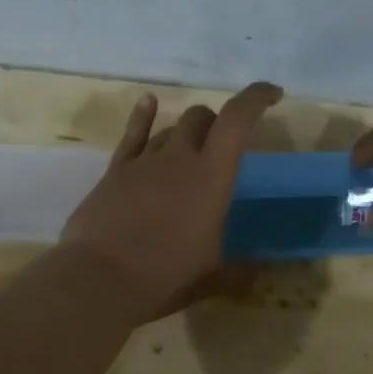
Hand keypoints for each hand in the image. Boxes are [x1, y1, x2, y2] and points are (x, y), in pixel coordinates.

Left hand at [59, 82, 282, 320]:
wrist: (99, 280)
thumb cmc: (165, 276)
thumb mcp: (211, 277)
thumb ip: (238, 272)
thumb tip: (256, 273)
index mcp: (212, 177)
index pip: (237, 120)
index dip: (256, 98)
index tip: (273, 94)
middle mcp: (179, 158)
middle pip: (202, 118)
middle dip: (217, 123)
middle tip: (223, 145)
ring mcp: (144, 161)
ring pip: (171, 127)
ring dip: (186, 132)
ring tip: (191, 149)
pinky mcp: (115, 171)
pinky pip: (133, 134)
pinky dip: (144, 115)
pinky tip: (149, 102)